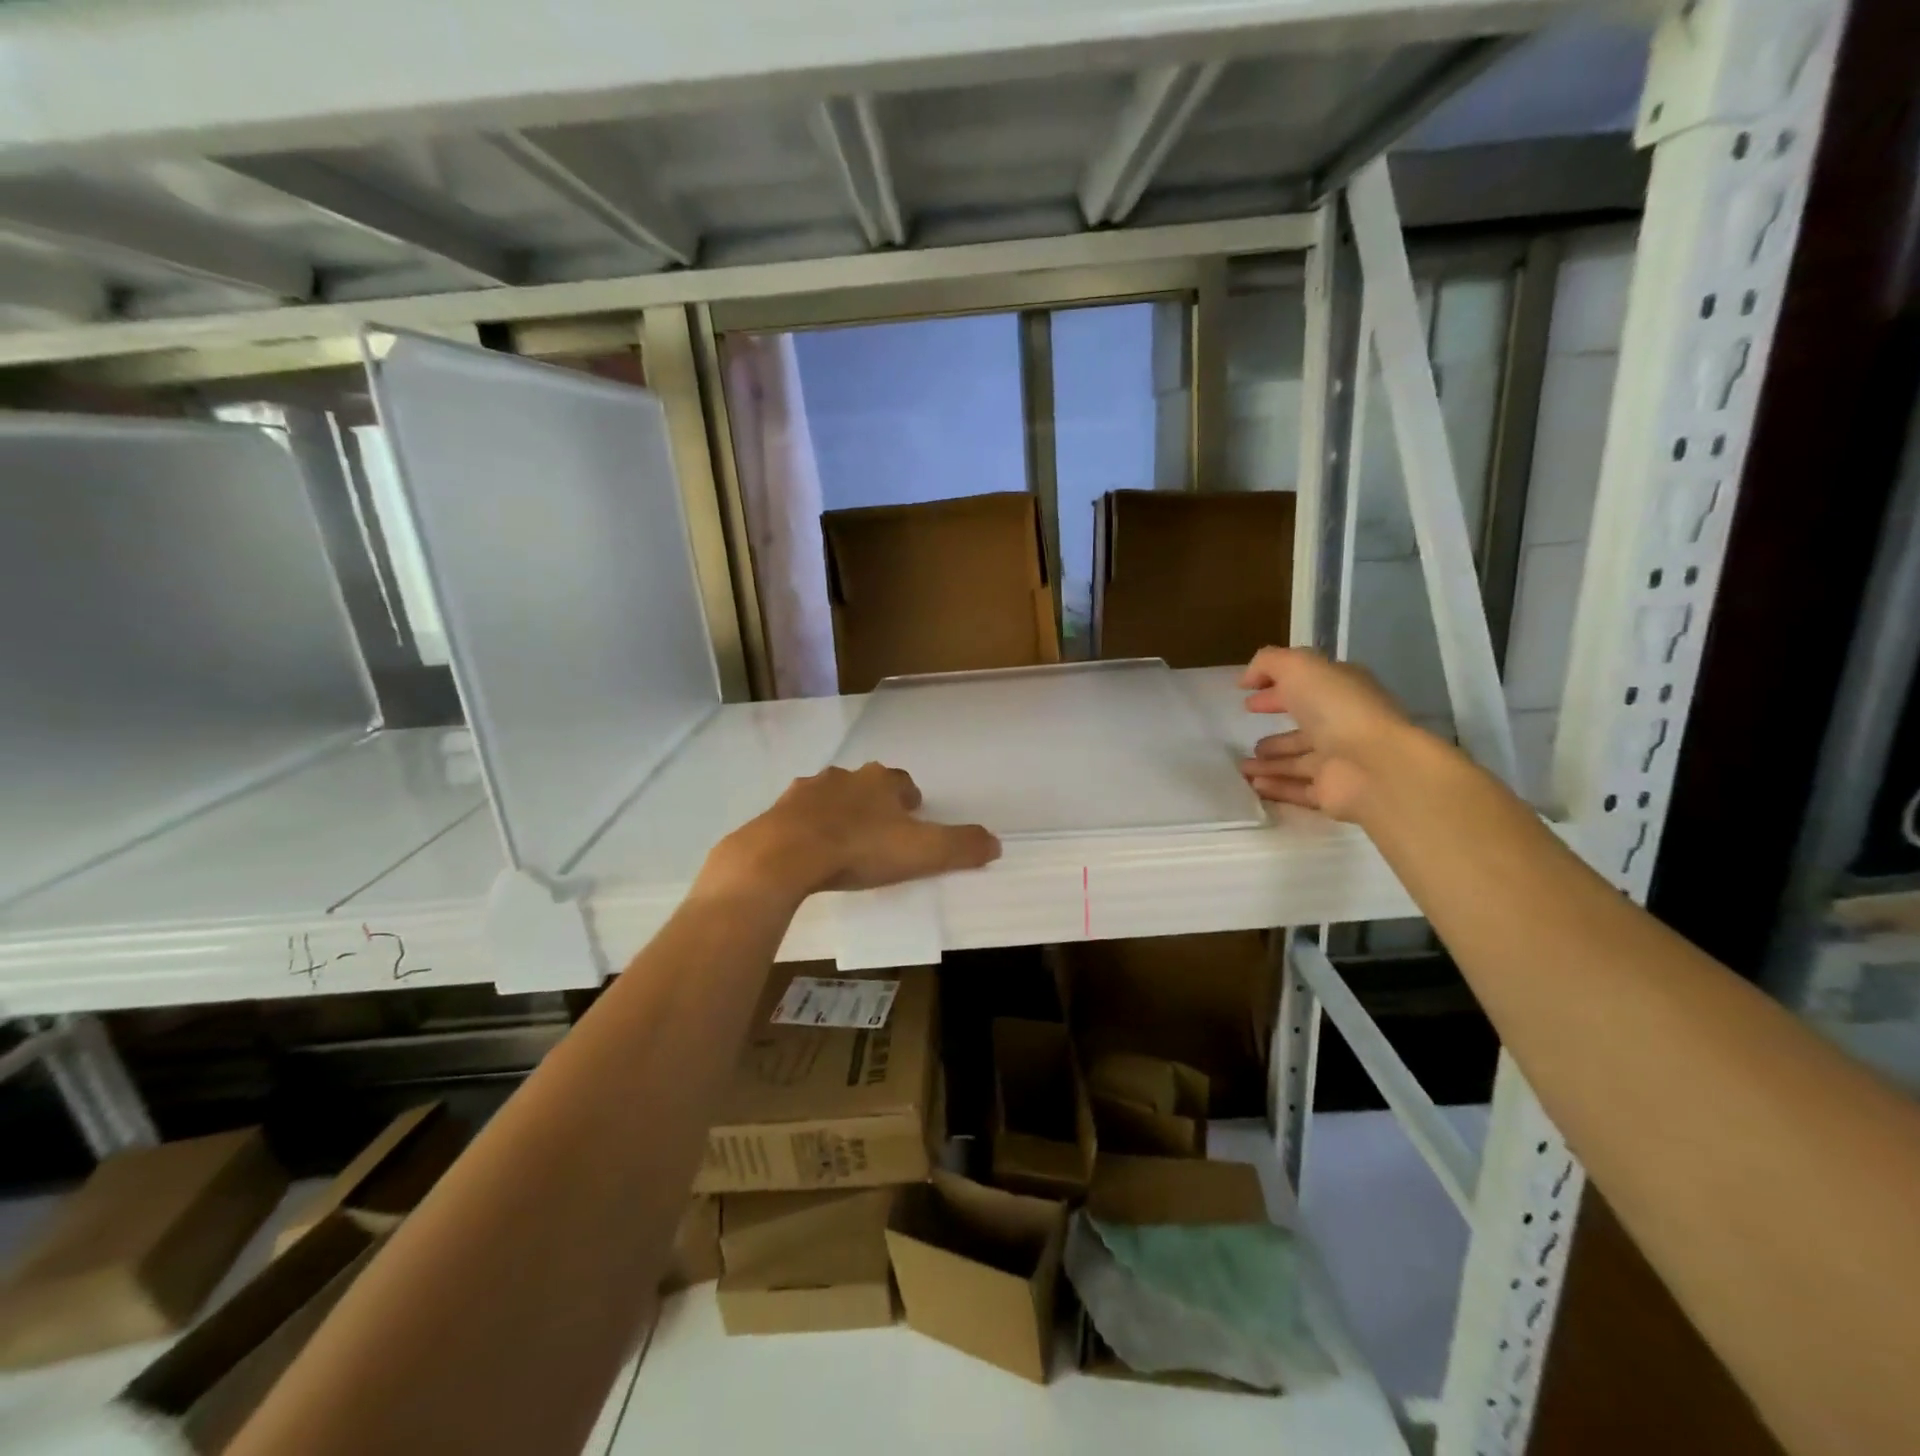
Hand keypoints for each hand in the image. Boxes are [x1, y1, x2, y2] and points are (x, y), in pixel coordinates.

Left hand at [699, 763, 1000, 901]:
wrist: (786, 854)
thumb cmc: (860, 849)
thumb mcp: (922, 852)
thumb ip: (961, 847)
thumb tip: (996, 842)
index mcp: (880, 782)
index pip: (902, 782)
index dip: (909, 799)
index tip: (912, 818)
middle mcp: (845, 776)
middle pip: (865, 785)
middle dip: (873, 804)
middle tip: (879, 832)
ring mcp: (807, 791)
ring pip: (830, 796)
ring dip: (838, 812)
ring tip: (842, 842)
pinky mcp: (778, 810)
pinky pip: (798, 816)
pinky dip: (806, 827)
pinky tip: (808, 850)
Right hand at [1239, 647, 1412, 821]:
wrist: (1374, 765)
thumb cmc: (1337, 708)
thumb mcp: (1299, 667)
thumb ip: (1269, 663)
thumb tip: (1247, 679)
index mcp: (1340, 691)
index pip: (1305, 688)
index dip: (1275, 690)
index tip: (1246, 699)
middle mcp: (1342, 725)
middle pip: (1303, 728)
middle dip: (1275, 733)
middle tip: (1246, 735)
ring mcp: (1338, 761)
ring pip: (1296, 762)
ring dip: (1269, 763)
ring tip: (1242, 767)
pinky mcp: (1332, 792)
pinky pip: (1297, 789)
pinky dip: (1276, 787)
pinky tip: (1254, 786)